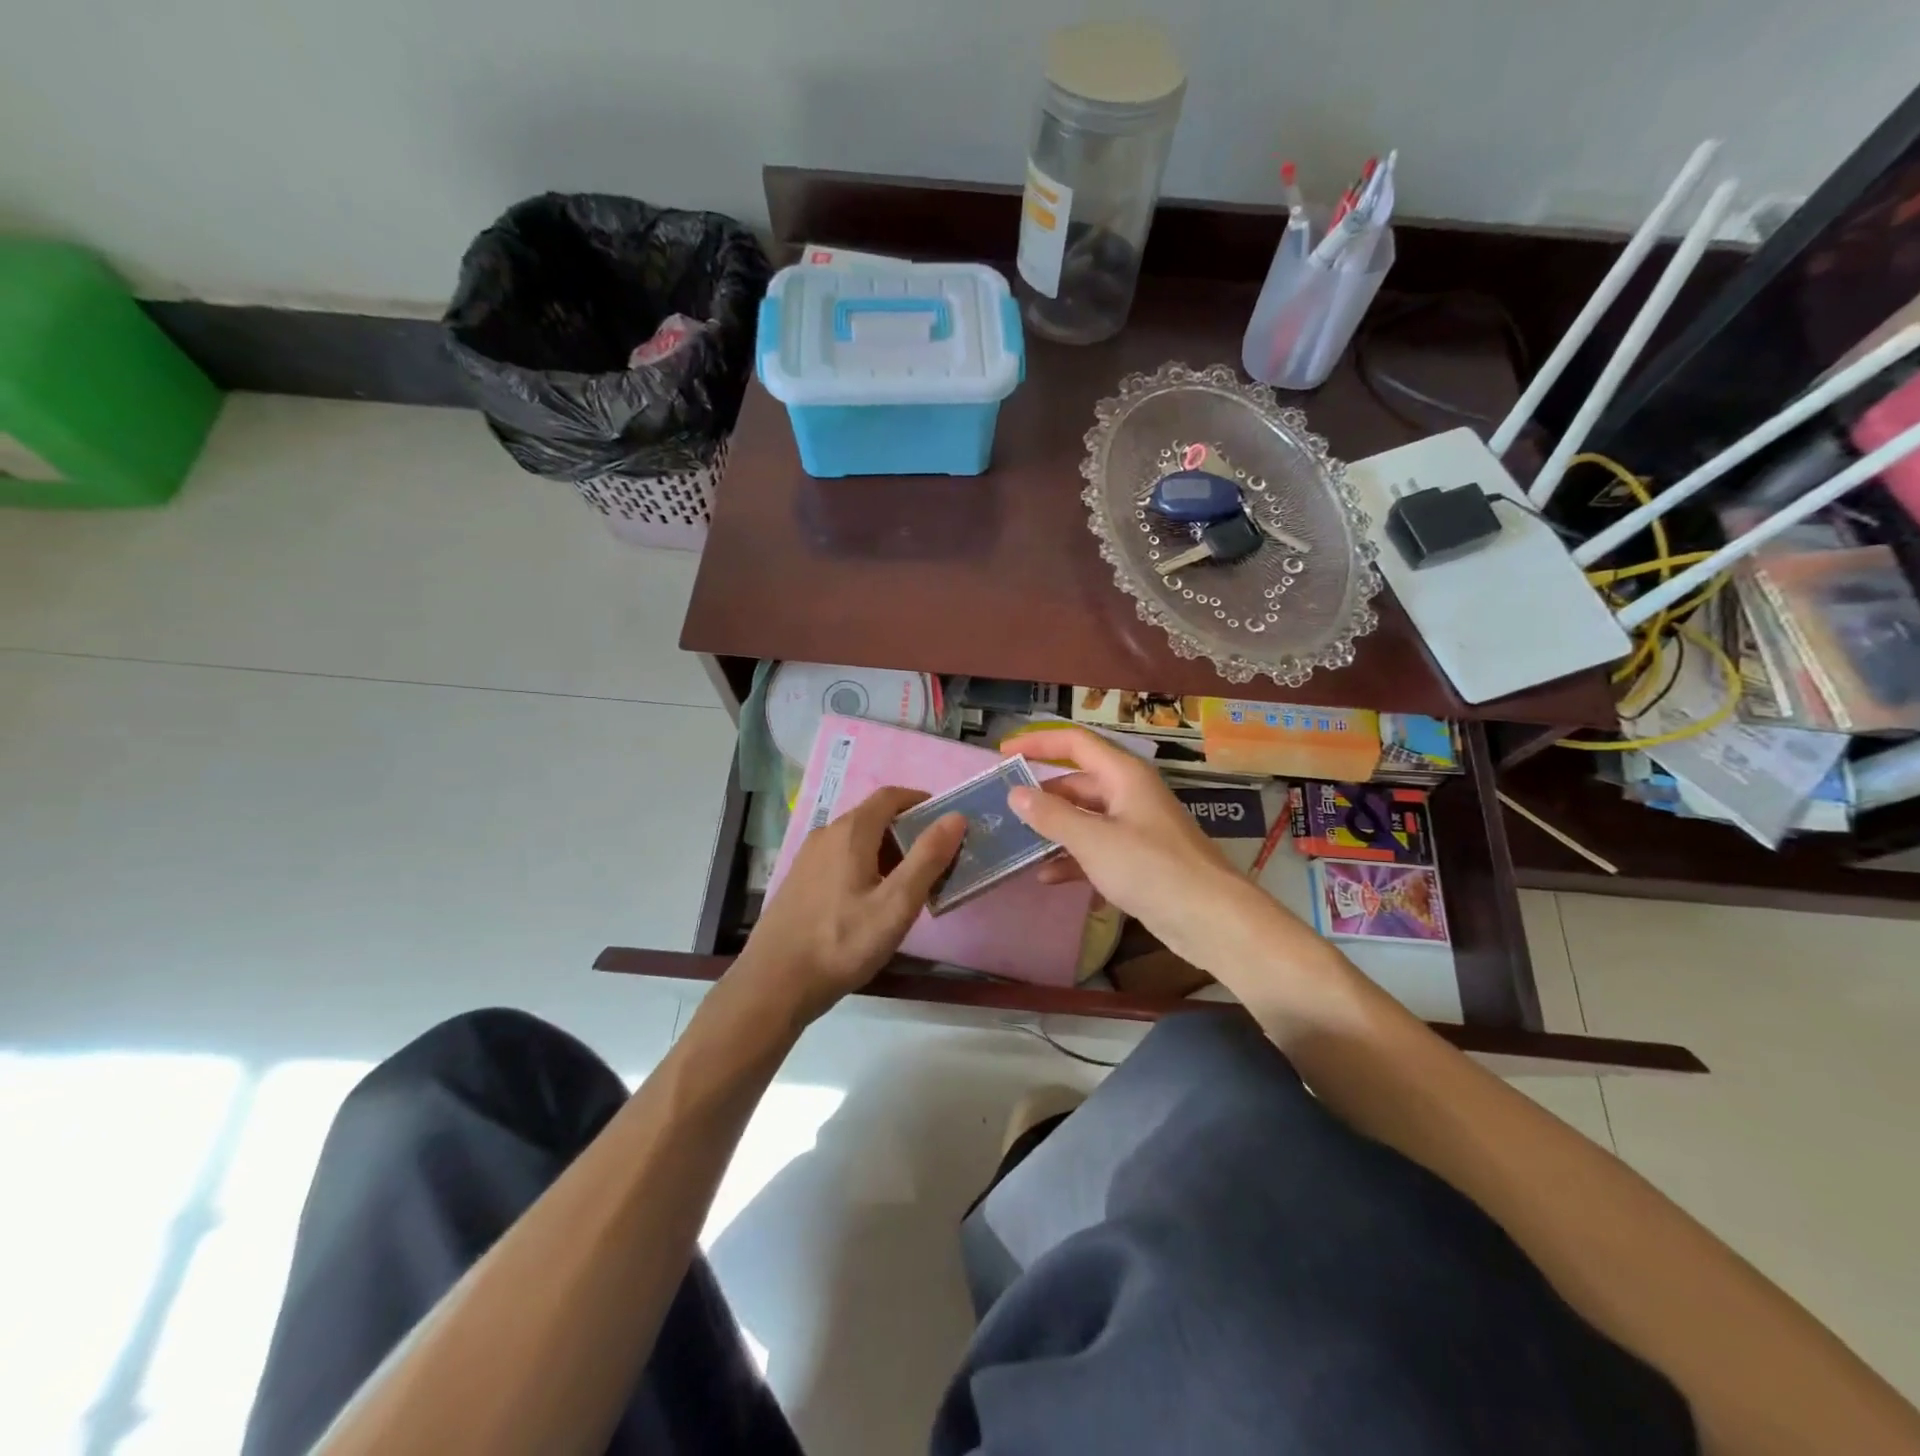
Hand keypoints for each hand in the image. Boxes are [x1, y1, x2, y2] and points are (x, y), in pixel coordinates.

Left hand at [730, 787, 964, 1023]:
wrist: (774, 983)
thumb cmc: (842, 943)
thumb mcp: (896, 904)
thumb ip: (928, 858)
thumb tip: (955, 817)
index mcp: (851, 832)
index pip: (891, 796)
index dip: (921, 801)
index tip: (946, 821)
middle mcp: (826, 834)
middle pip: (874, 816)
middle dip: (908, 830)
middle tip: (936, 859)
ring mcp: (808, 857)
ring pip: (856, 839)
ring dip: (887, 850)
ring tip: (910, 883)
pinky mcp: (799, 880)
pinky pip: (840, 858)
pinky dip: (865, 864)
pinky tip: (873, 900)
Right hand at [1004, 729, 1316, 977]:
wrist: (1210, 919)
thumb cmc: (1151, 869)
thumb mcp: (1094, 840)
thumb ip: (1051, 816)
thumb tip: (1015, 793)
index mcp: (1124, 775)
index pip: (1075, 743)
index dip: (1038, 743)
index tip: (1003, 752)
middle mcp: (1130, 794)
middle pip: (1078, 781)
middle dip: (1043, 793)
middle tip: (1004, 806)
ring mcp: (1136, 828)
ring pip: (1086, 817)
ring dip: (1055, 828)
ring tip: (1018, 842)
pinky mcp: (1139, 860)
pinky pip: (1097, 848)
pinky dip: (1072, 858)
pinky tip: (1047, 877)